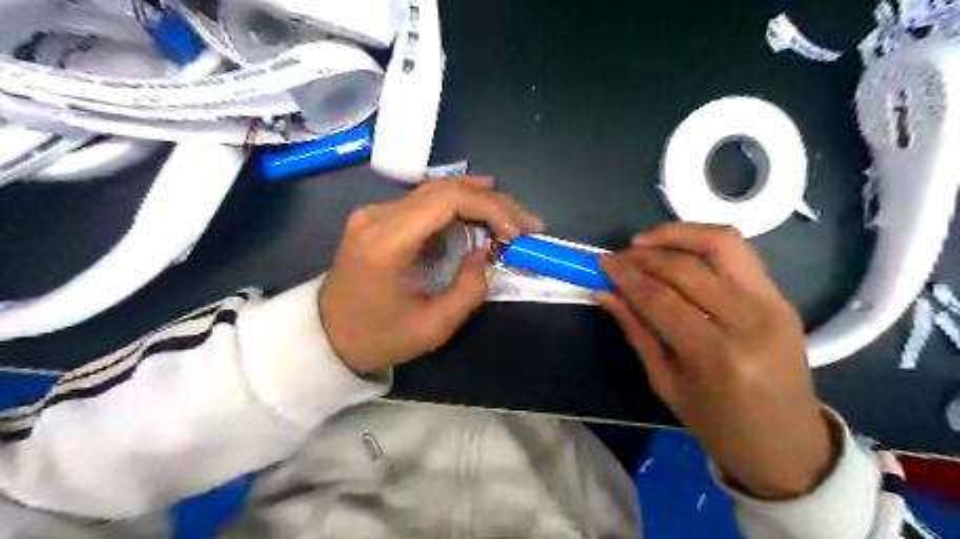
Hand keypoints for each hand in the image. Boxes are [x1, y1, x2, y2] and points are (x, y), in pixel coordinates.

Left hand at [321, 176, 539, 374]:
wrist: (327, 338)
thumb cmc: (378, 338)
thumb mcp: (433, 327)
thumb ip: (469, 290)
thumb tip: (483, 255)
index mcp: (386, 242)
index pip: (445, 200)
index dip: (489, 208)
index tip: (515, 232)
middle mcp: (377, 216)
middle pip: (444, 189)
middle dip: (491, 201)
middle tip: (524, 222)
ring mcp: (373, 214)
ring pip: (435, 191)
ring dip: (476, 201)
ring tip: (509, 217)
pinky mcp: (376, 219)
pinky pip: (422, 203)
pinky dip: (456, 208)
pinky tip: (477, 218)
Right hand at [597, 222, 836, 500]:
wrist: (786, 443)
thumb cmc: (717, 424)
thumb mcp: (665, 382)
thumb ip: (636, 330)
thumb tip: (605, 293)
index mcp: (716, 356)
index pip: (661, 299)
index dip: (627, 276)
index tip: (603, 263)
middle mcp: (749, 321)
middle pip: (687, 268)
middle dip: (645, 256)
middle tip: (618, 256)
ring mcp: (773, 304)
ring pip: (722, 244)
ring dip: (678, 234)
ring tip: (646, 241)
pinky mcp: (782, 297)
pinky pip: (739, 254)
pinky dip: (702, 243)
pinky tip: (677, 249)